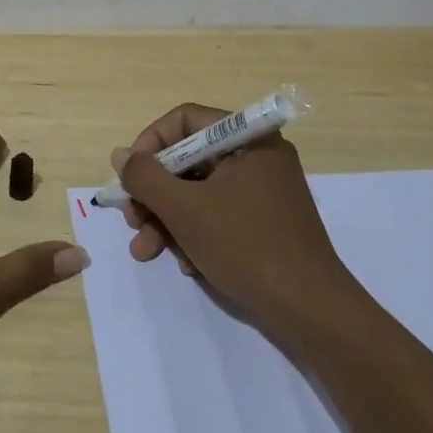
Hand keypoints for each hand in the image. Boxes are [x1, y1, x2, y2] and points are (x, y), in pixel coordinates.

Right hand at [115, 104, 352, 337]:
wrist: (312, 311)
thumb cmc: (246, 246)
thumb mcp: (185, 210)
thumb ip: (145, 177)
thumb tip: (120, 155)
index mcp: (248, 138)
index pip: (185, 120)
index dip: (149, 144)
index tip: (129, 177)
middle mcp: (258, 155)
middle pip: (189, 159)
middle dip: (155, 194)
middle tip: (133, 222)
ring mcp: (264, 190)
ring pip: (200, 191)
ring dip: (168, 219)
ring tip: (146, 252)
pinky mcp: (267, 222)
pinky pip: (220, 213)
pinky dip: (196, 234)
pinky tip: (188, 265)